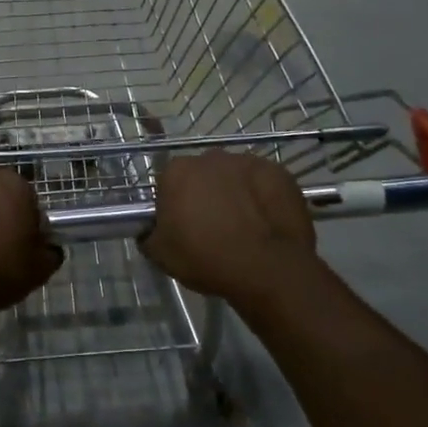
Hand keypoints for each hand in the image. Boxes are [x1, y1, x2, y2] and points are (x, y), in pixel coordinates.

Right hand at [140, 152, 316, 310]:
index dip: (174, 205)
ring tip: (244, 226)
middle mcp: (210, 157)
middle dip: (205, 194)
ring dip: (235, 193)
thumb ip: (149, 234)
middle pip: (202, 175)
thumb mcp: (161, 255)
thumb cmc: (207, 259)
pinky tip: (267, 222)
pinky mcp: (278, 172)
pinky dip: (263, 197)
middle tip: (213, 226)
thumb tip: (150, 230)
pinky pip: (263, 183)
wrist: (268, 268)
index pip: (168, 183)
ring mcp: (247, 161)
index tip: (182, 227)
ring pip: (234, 176)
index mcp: (176, 172)